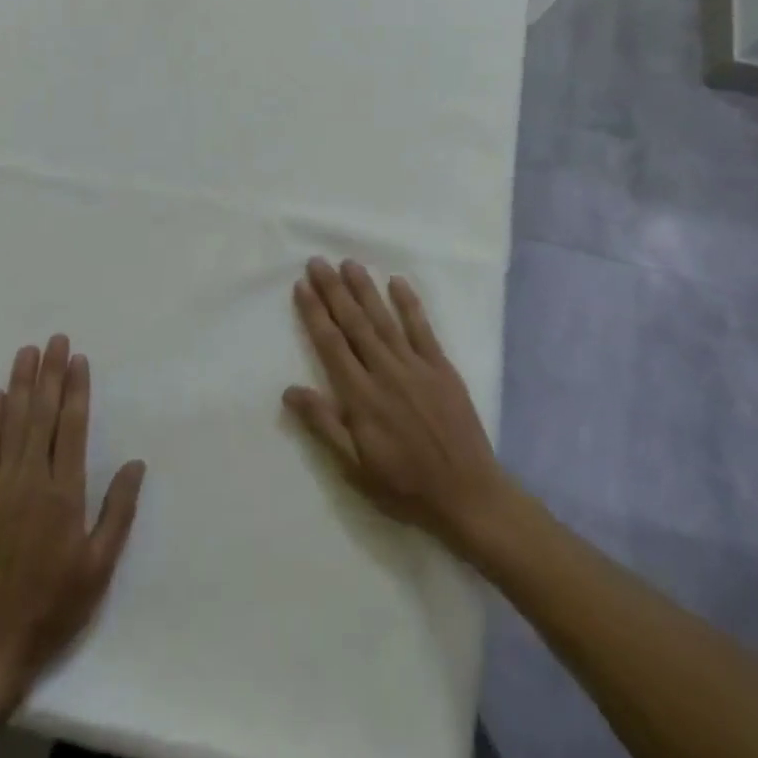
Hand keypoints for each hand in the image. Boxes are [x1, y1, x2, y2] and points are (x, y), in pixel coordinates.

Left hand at [0, 335, 145, 717]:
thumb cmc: (51, 607)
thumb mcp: (98, 568)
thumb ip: (118, 512)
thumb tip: (136, 463)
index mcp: (64, 494)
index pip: (71, 427)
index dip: (76, 389)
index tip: (78, 359)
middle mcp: (30, 481)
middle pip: (41, 415)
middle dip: (49, 374)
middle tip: (54, 340)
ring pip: (11, 424)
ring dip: (20, 385)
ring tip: (26, 353)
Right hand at [284, 258, 507, 554]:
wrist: (467, 495)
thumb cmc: (404, 485)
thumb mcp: (355, 467)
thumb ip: (323, 424)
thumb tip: (289, 390)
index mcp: (361, 396)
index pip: (331, 344)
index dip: (315, 313)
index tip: (301, 286)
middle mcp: (385, 372)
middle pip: (354, 323)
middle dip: (333, 290)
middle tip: (318, 262)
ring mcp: (416, 366)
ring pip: (384, 319)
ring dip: (364, 289)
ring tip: (349, 263)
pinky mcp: (442, 367)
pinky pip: (422, 329)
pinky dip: (409, 304)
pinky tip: (397, 282)